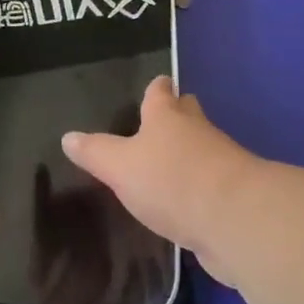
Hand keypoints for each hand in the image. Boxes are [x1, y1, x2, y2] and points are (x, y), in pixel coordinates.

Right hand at [62, 77, 264, 284]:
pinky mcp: (233, 197)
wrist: (235, 221)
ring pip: (202, 149)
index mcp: (167, 116)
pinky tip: (186, 202)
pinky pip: (211, 184)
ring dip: (189, 153)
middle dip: (179, 114)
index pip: (161, 92)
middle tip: (165, 118)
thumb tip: (68, 137)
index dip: (157, 87)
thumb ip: (95, 153)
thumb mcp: (120, 167)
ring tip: (169, 163)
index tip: (159, 82)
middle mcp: (197, 131)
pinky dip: (199, 188)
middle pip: (188, 114)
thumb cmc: (171, 180)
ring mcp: (221, 163)